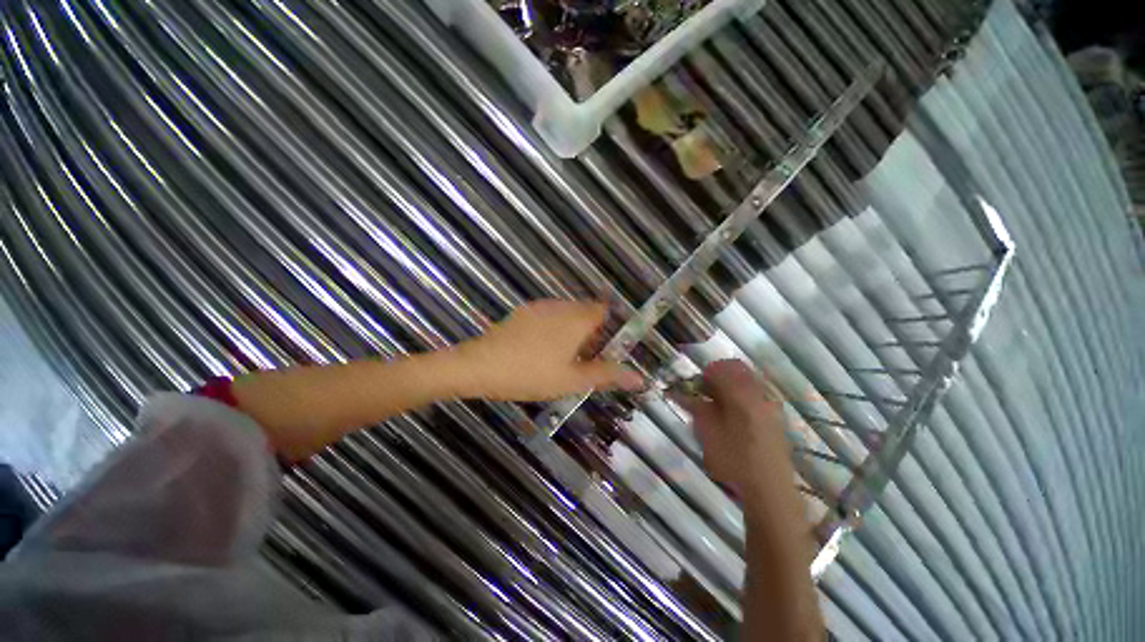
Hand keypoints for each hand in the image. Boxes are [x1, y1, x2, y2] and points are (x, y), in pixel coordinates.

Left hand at [452, 300, 644, 401]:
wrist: (480, 366)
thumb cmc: (531, 374)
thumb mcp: (572, 380)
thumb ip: (607, 375)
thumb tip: (640, 378)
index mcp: (577, 319)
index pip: (603, 310)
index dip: (607, 327)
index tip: (602, 349)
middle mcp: (561, 306)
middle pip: (585, 311)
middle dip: (588, 332)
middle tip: (580, 360)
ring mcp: (539, 307)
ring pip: (565, 313)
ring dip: (570, 330)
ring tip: (559, 358)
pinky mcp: (522, 312)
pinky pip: (547, 315)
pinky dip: (552, 328)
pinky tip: (538, 350)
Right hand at [673, 360, 789, 497]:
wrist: (770, 490)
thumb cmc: (733, 460)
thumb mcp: (707, 433)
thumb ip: (695, 407)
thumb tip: (680, 392)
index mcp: (740, 395)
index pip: (720, 368)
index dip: (704, 373)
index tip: (696, 387)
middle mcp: (759, 394)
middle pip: (737, 368)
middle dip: (719, 374)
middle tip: (706, 392)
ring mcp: (771, 405)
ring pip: (748, 379)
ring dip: (731, 384)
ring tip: (718, 404)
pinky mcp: (776, 417)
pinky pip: (757, 393)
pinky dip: (742, 395)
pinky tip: (734, 415)